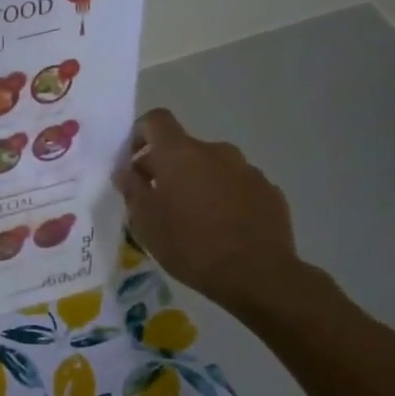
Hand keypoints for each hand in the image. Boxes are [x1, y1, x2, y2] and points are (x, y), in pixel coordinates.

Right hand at [113, 109, 306, 311]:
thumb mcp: (145, 222)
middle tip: (158, 201)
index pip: (156, 120)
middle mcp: (215, 151)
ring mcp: (247, 170)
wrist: (258, 275)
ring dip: (197, 183)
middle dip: (167, 168)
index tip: (133, 162)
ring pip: (212, 167)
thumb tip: (125, 171)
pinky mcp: (268, 190)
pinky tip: (222, 228)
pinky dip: (224, 197)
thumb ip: (132, 190)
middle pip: (183, 147)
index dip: (140, 133)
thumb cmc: (190, 246)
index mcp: (180, 154)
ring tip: (193, 219)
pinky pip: (237, 185)